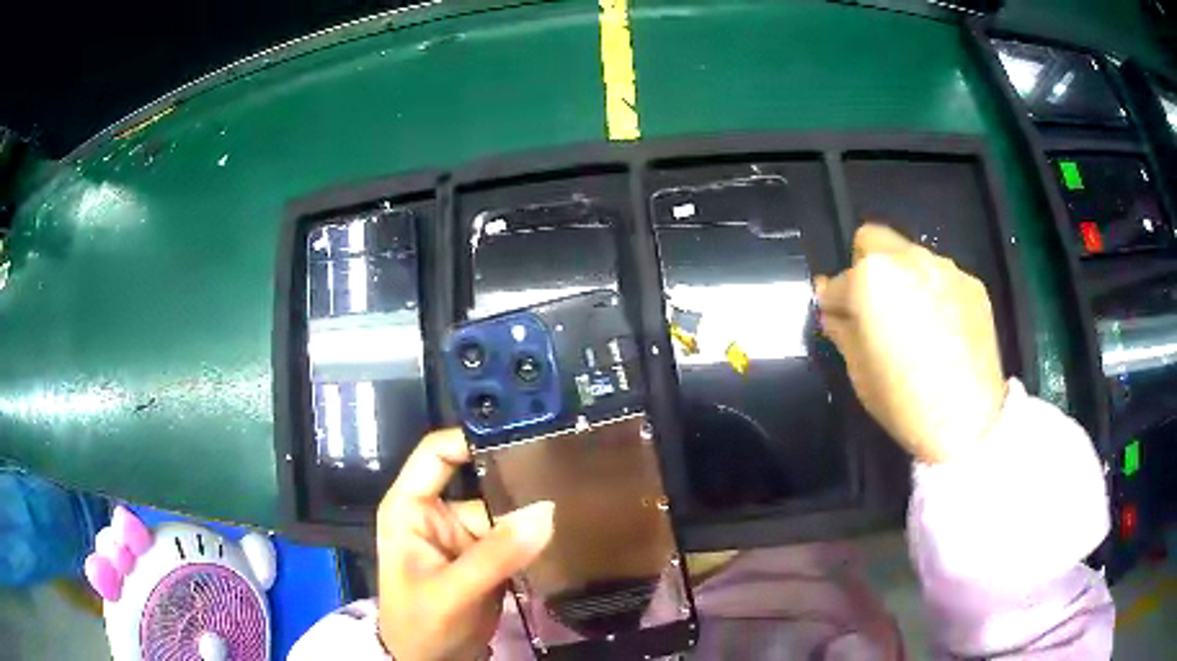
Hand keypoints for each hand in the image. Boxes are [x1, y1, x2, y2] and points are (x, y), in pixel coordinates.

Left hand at [377, 429, 554, 660]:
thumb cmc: (421, 624)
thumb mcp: (453, 590)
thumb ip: (497, 554)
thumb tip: (547, 511)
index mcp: (410, 507)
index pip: (436, 453)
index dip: (472, 438)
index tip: (522, 434)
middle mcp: (437, 513)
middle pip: (480, 480)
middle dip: (517, 479)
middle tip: (566, 470)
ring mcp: (464, 536)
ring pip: (504, 511)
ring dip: (533, 513)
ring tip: (576, 501)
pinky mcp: (486, 557)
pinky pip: (514, 537)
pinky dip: (536, 538)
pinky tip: (566, 530)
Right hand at [815, 224, 1006, 463]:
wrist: (967, 420)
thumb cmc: (903, 401)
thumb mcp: (857, 370)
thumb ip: (839, 328)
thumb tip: (831, 305)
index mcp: (870, 278)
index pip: (836, 283)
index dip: (834, 306)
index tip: (839, 323)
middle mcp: (907, 258)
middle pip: (872, 240)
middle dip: (864, 267)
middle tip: (873, 308)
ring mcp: (944, 267)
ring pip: (910, 257)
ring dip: (902, 278)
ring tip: (914, 321)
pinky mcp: (971, 283)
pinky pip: (941, 277)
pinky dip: (933, 293)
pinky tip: (942, 329)